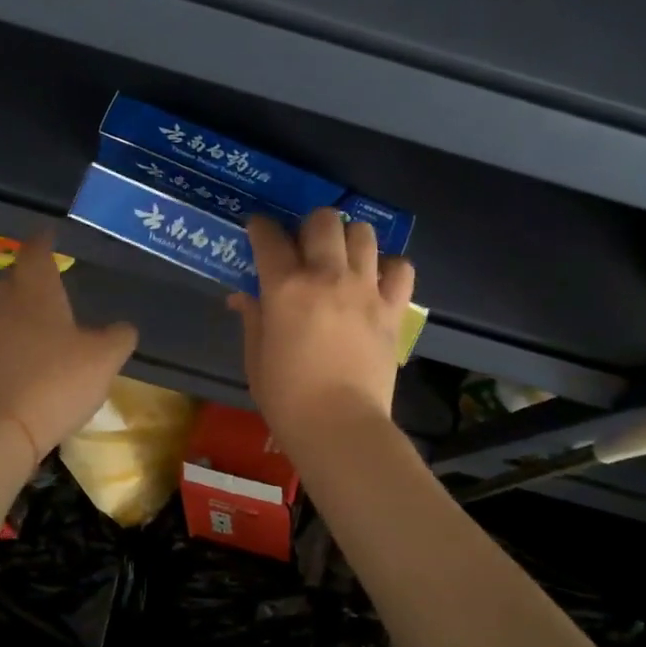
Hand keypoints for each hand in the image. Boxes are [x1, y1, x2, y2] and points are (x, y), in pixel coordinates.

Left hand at [0, 229, 138, 459]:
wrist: (1, 430)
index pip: (35, 252)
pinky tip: (37, 348)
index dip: (43, 240)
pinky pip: (5, 336)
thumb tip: (123, 327)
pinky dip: (20, 333)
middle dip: (31, 269)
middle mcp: (8, 306)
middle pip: (15, 276)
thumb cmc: (56, 381)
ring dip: (25, 303)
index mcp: (36, 292)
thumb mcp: (104, 358)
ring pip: (8, 307)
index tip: (51, 233)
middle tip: (50, 269)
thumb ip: (119, 336)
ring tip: (48, 308)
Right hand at [229, 210, 415, 447]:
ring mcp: (365, 290)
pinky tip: (376, 280)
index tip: (258, 230)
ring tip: (342, 258)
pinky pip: (401, 268)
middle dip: (309, 225)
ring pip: (364, 233)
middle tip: (303, 246)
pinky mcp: (393, 309)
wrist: (339, 426)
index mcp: (285, 287)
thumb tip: (244, 297)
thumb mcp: (256, 356)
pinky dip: (389, 267)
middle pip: (324, 220)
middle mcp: (327, 276)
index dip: (260, 227)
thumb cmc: (286, 397)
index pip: (269, 236)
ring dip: (349, 239)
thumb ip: (253, 318)